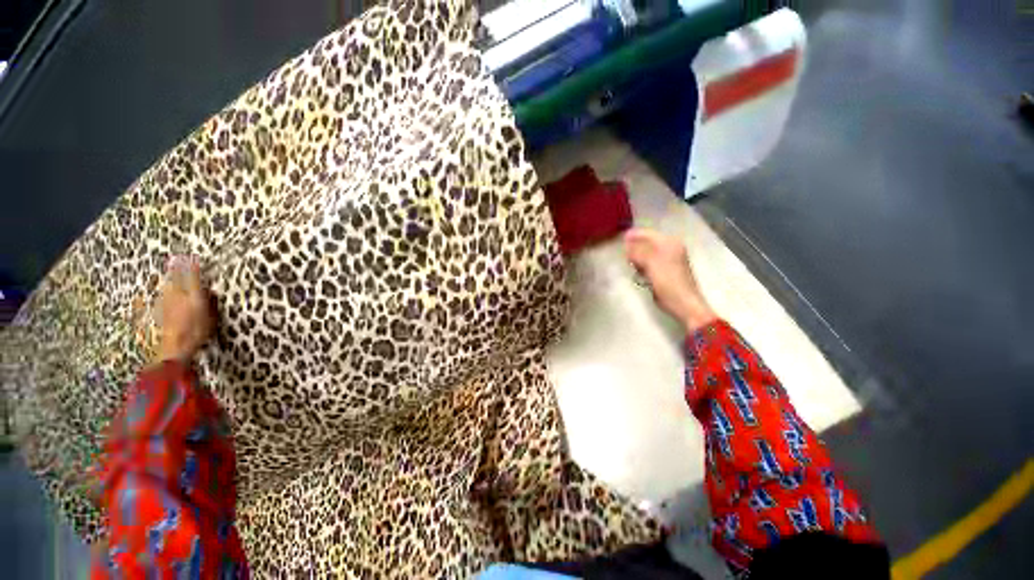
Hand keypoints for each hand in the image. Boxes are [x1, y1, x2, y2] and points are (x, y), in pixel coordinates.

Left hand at [154, 256, 214, 362]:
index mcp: (193, 297)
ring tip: (170, 272)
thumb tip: (209, 292)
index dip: (192, 267)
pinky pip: (162, 295)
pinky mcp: (159, 310)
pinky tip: (164, 291)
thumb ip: (211, 303)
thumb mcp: (211, 318)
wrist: (175, 349)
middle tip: (177, 260)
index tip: (192, 258)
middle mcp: (177, 296)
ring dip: (170, 278)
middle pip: (176, 279)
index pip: (192, 277)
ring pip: (167, 286)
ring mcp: (166, 303)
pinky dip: (165, 291)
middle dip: (177, 269)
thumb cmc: (197, 334)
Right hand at [624, 228, 716, 332]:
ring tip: (630, 262)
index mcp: (670, 243)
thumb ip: (638, 252)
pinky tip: (639, 271)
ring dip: (638, 257)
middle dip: (635, 247)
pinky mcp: (666, 270)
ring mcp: (669, 259)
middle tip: (624, 253)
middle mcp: (671, 248)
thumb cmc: (667, 281)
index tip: (620, 238)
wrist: (683, 302)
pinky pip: (650, 262)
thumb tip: (627, 245)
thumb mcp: (650, 263)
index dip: (634, 235)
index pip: (648, 233)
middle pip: (648, 242)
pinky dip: (643, 265)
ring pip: (648, 253)